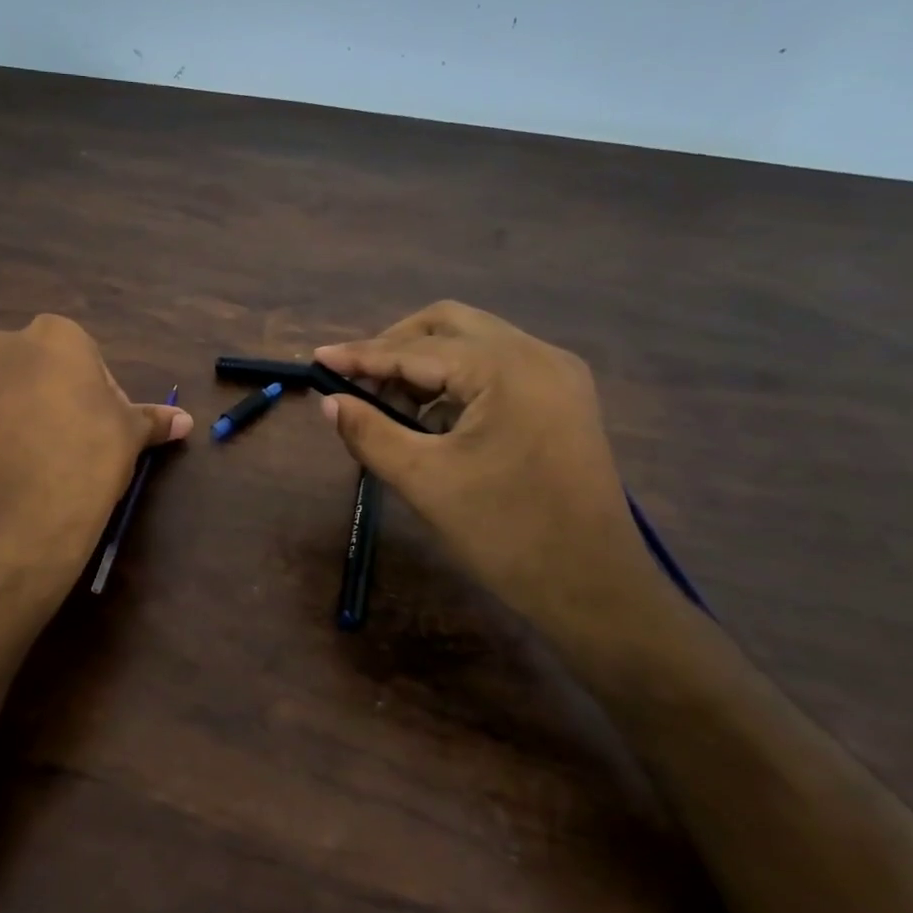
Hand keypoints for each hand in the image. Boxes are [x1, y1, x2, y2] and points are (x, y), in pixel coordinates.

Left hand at [0, 315, 191, 578]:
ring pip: (15, 391)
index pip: (88, 357)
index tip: (108, 426)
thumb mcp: (131, 433)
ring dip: (32, 413)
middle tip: (83, 438)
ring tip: (51, 457)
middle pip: (46, 368)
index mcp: (56, 333)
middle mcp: (8, 345)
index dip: (102, 393)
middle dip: (62, 395)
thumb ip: (154, 420)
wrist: (21, 511)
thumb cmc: (89, 451)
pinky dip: (7, 434)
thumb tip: (186, 421)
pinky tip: (24, 467)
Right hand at [315, 302, 668, 642]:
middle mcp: (537, 355)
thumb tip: (329, 401)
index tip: (318, 358)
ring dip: (426, 365)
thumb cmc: (504, 533)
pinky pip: (497, 369)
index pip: (416, 349)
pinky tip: (434, 420)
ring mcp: (557, 375)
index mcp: (506, 369)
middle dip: (396, 346)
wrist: (593, 587)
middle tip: (357, 381)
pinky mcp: (563, 399)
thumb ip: (370, 432)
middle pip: (449, 325)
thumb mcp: (424, 481)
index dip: (361, 355)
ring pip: (474, 343)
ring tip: (391, 407)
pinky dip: (457, 382)